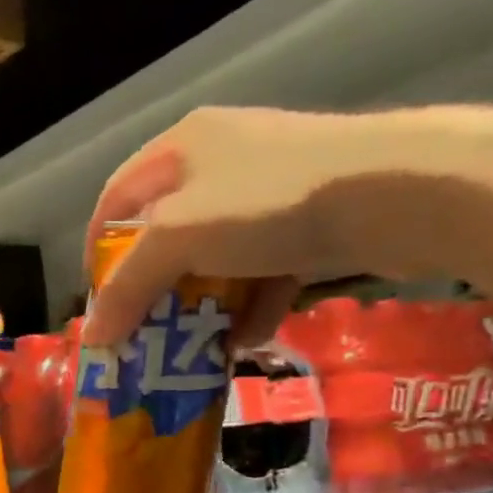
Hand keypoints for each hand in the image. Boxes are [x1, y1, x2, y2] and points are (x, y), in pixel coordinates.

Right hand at [79, 107, 375, 348]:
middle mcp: (221, 159)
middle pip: (166, 234)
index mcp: (181, 147)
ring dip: (203, 304)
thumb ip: (128, 287)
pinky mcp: (314, 217)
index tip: (99, 299)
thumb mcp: (177, 239)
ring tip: (196, 345)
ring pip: (216, 256)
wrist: (400, 193)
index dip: (98, 251)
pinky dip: (251, 303)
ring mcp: (272, 188)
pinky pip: (264, 267)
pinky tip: (249, 337)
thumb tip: (92, 335)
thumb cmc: (267, 203)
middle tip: (145, 330)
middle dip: (154, 288)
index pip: (115, 199)